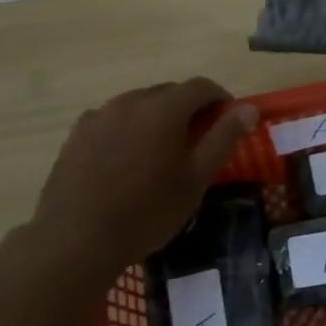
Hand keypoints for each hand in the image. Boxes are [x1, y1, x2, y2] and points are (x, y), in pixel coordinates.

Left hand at [31, 78, 258, 271]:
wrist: (77, 239)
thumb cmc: (148, 211)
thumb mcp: (196, 178)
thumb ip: (223, 138)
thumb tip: (248, 109)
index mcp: (164, 109)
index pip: (200, 86)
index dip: (220, 98)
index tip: (228, 120)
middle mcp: (130, 101)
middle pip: (168, 92)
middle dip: (188, 108)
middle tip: (197, 140)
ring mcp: (99, 115)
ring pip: (138, 105)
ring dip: (156, 118)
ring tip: (160, 152)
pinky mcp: (77, 133)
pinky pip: (112, 120)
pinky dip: (128, 130)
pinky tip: (126, 161)